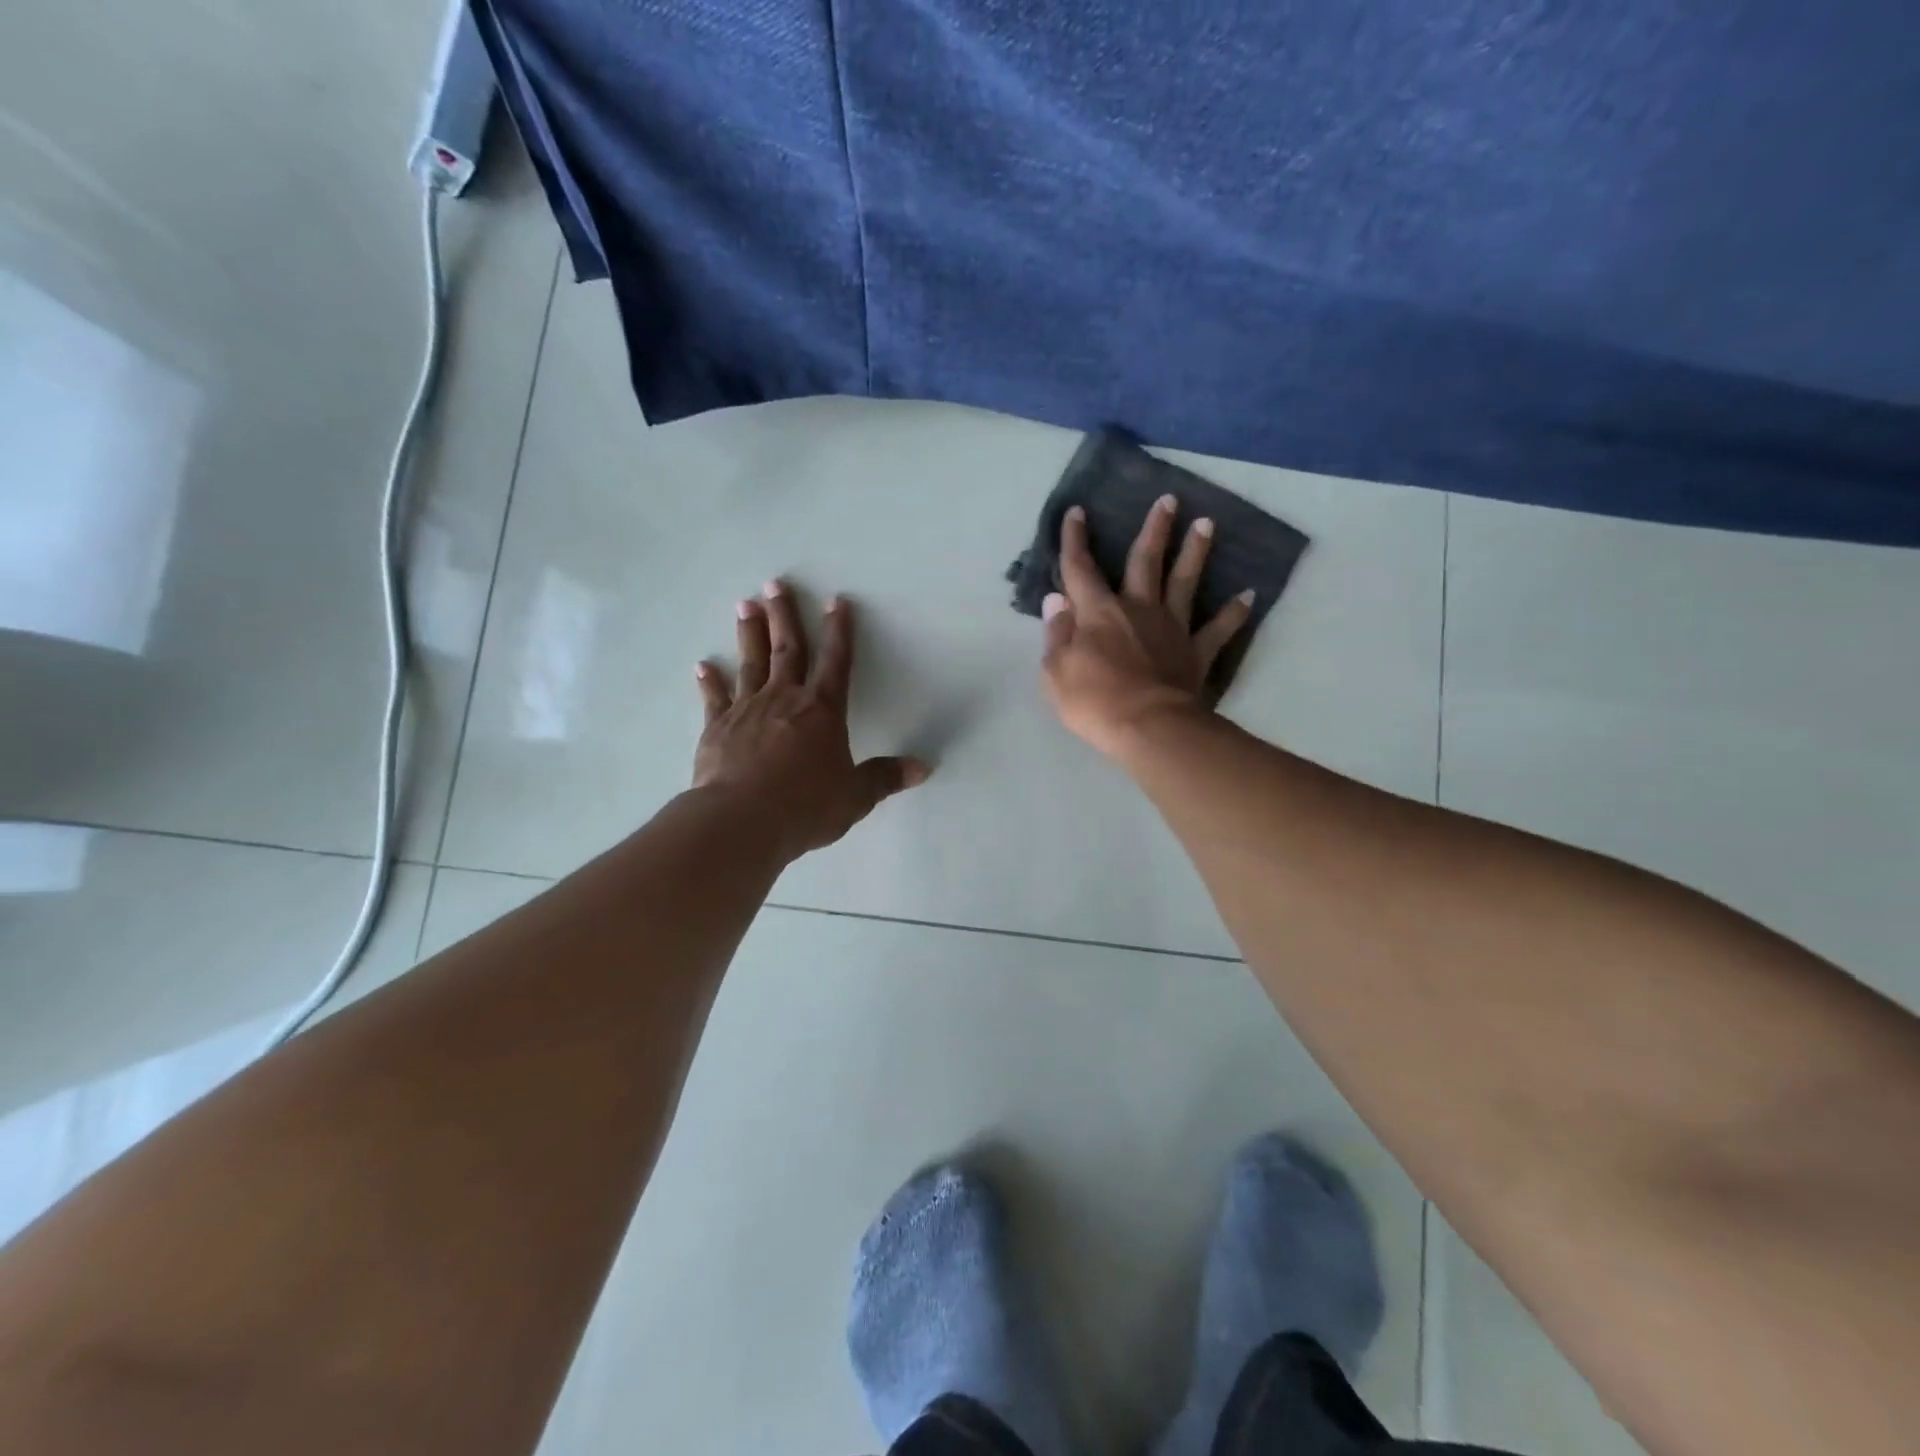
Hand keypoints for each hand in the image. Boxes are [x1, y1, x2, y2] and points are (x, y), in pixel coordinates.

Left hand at [694, 581, 928, 856]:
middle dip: (785, 615)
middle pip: (788, 649)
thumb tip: (924, 769)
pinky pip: (714, 698)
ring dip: (749, 633)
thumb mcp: (855, 796)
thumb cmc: (806, 806)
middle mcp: (785, 699)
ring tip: (745, 605)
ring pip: (751, 663)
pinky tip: (703, 665)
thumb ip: (884, 778)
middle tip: (775, 584)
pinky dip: (709, 681)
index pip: (836, 661)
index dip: (839, 631)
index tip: (837, 601)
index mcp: (822, 710)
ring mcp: (747, 710)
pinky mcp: (717, 728)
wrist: (742, 820)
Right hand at [1040, 497, 1255, 755]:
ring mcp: (1171, 628)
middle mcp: (1137, 608)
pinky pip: (1218, 629)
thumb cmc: (1094, 702)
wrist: (1149, 727)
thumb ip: (1057, 633)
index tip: (1078, 512)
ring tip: (1207, 524)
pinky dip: (1234, 612)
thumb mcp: (1055, 672)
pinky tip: (1249, 595)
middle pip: (1146, 561)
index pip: (1080, 569)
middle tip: (1169, 500)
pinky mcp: (1196, 652)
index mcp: (1098, 612)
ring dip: (1195, 552)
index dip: (1075, 540)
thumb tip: (1058, 600)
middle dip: (1155, 529)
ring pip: (1184, 582)